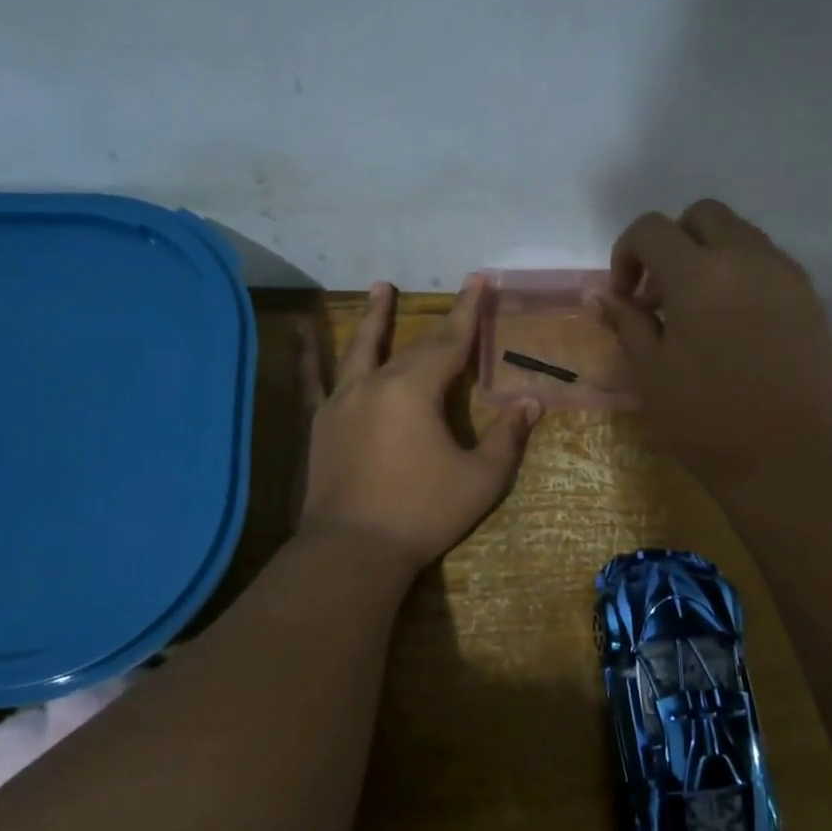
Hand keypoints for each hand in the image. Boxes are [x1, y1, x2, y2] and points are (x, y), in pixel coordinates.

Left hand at [298, 278, 541, 568]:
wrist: (354, 550)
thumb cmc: (423, 512)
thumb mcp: (481, 479)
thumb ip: (507, 437)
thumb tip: (530, 403)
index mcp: (415, 390)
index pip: (449, 341)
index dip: (468, 311)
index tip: (479, 280)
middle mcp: (375, 384)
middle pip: (412, 345)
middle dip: (438, 320)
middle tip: (457, 294)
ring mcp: (342, 401)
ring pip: (360, 349)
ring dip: (374, 317)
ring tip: (380, 287)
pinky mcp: (321, 423)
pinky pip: (314, 380)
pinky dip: (309, 354)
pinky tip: (301, 333)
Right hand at [592, 199, 831, 492]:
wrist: (791, 457)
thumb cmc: (708, 420)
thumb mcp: (651, 373)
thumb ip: (626, 322)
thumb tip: (598, 293)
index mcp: (698, 274)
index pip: (651, 228)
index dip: (627, 254)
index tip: (627, 298)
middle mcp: (746, 258)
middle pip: (702, 215)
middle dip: (672, 242)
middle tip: (662, 295)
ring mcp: (785, 274)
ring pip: (740, 234)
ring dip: (709, 256)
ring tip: (699, 312)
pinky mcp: (810, 297)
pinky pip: (769, 263)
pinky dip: (742, 274)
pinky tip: (735, 325)